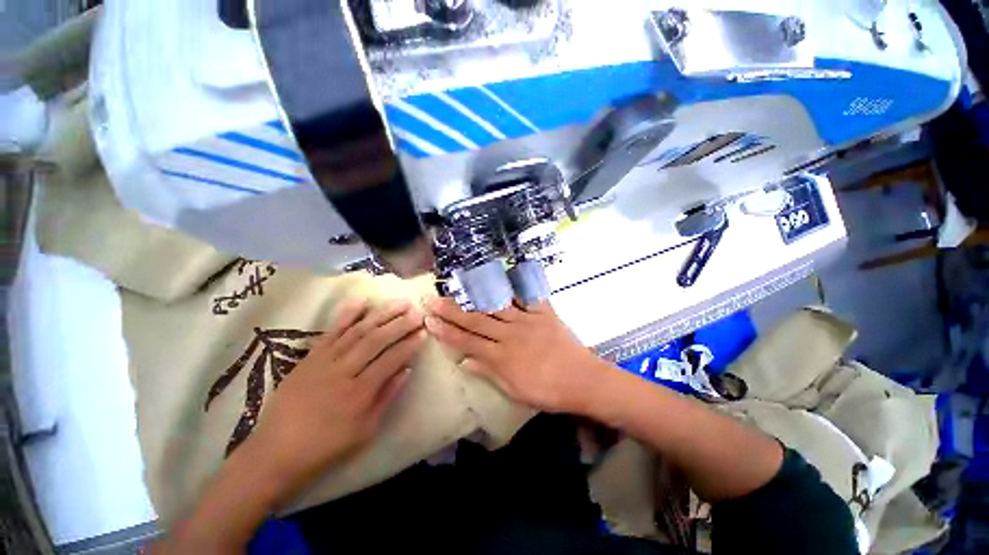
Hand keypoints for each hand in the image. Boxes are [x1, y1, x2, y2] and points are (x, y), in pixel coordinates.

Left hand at [249, 298, 425, 500]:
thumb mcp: (364, 431)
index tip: (424, 331)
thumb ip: (387, 397)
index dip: (409, 344)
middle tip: (417, 312)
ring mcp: (324, 361)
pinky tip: (360, 300)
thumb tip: (407, 370)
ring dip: (381, 315)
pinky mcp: (310, 357)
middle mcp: (343, 371)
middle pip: (376, 340)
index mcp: (359, 393)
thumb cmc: (325, 447)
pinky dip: (346, 314)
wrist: (275, 452)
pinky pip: (331, 331)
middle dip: (400, 324)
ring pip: (357, 331)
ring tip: (399, 303)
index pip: (391, 360)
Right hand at [424, 297, 605, 412]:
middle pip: (475, 320)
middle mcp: (509, 334)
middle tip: (432, 298)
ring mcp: (526, 320)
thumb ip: (488, 372)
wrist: (582, 381)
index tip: (429, 320)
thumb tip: (464, 361)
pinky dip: (515, 286)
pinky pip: (526, 296)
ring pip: (494, 306)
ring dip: (474, 296)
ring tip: (458, 285)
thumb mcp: (514, 390)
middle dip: (451, 310)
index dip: (446, 331)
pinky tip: (503, 276)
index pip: (466, 341)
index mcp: (501, 355)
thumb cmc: (547, 391)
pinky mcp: (543, 312)